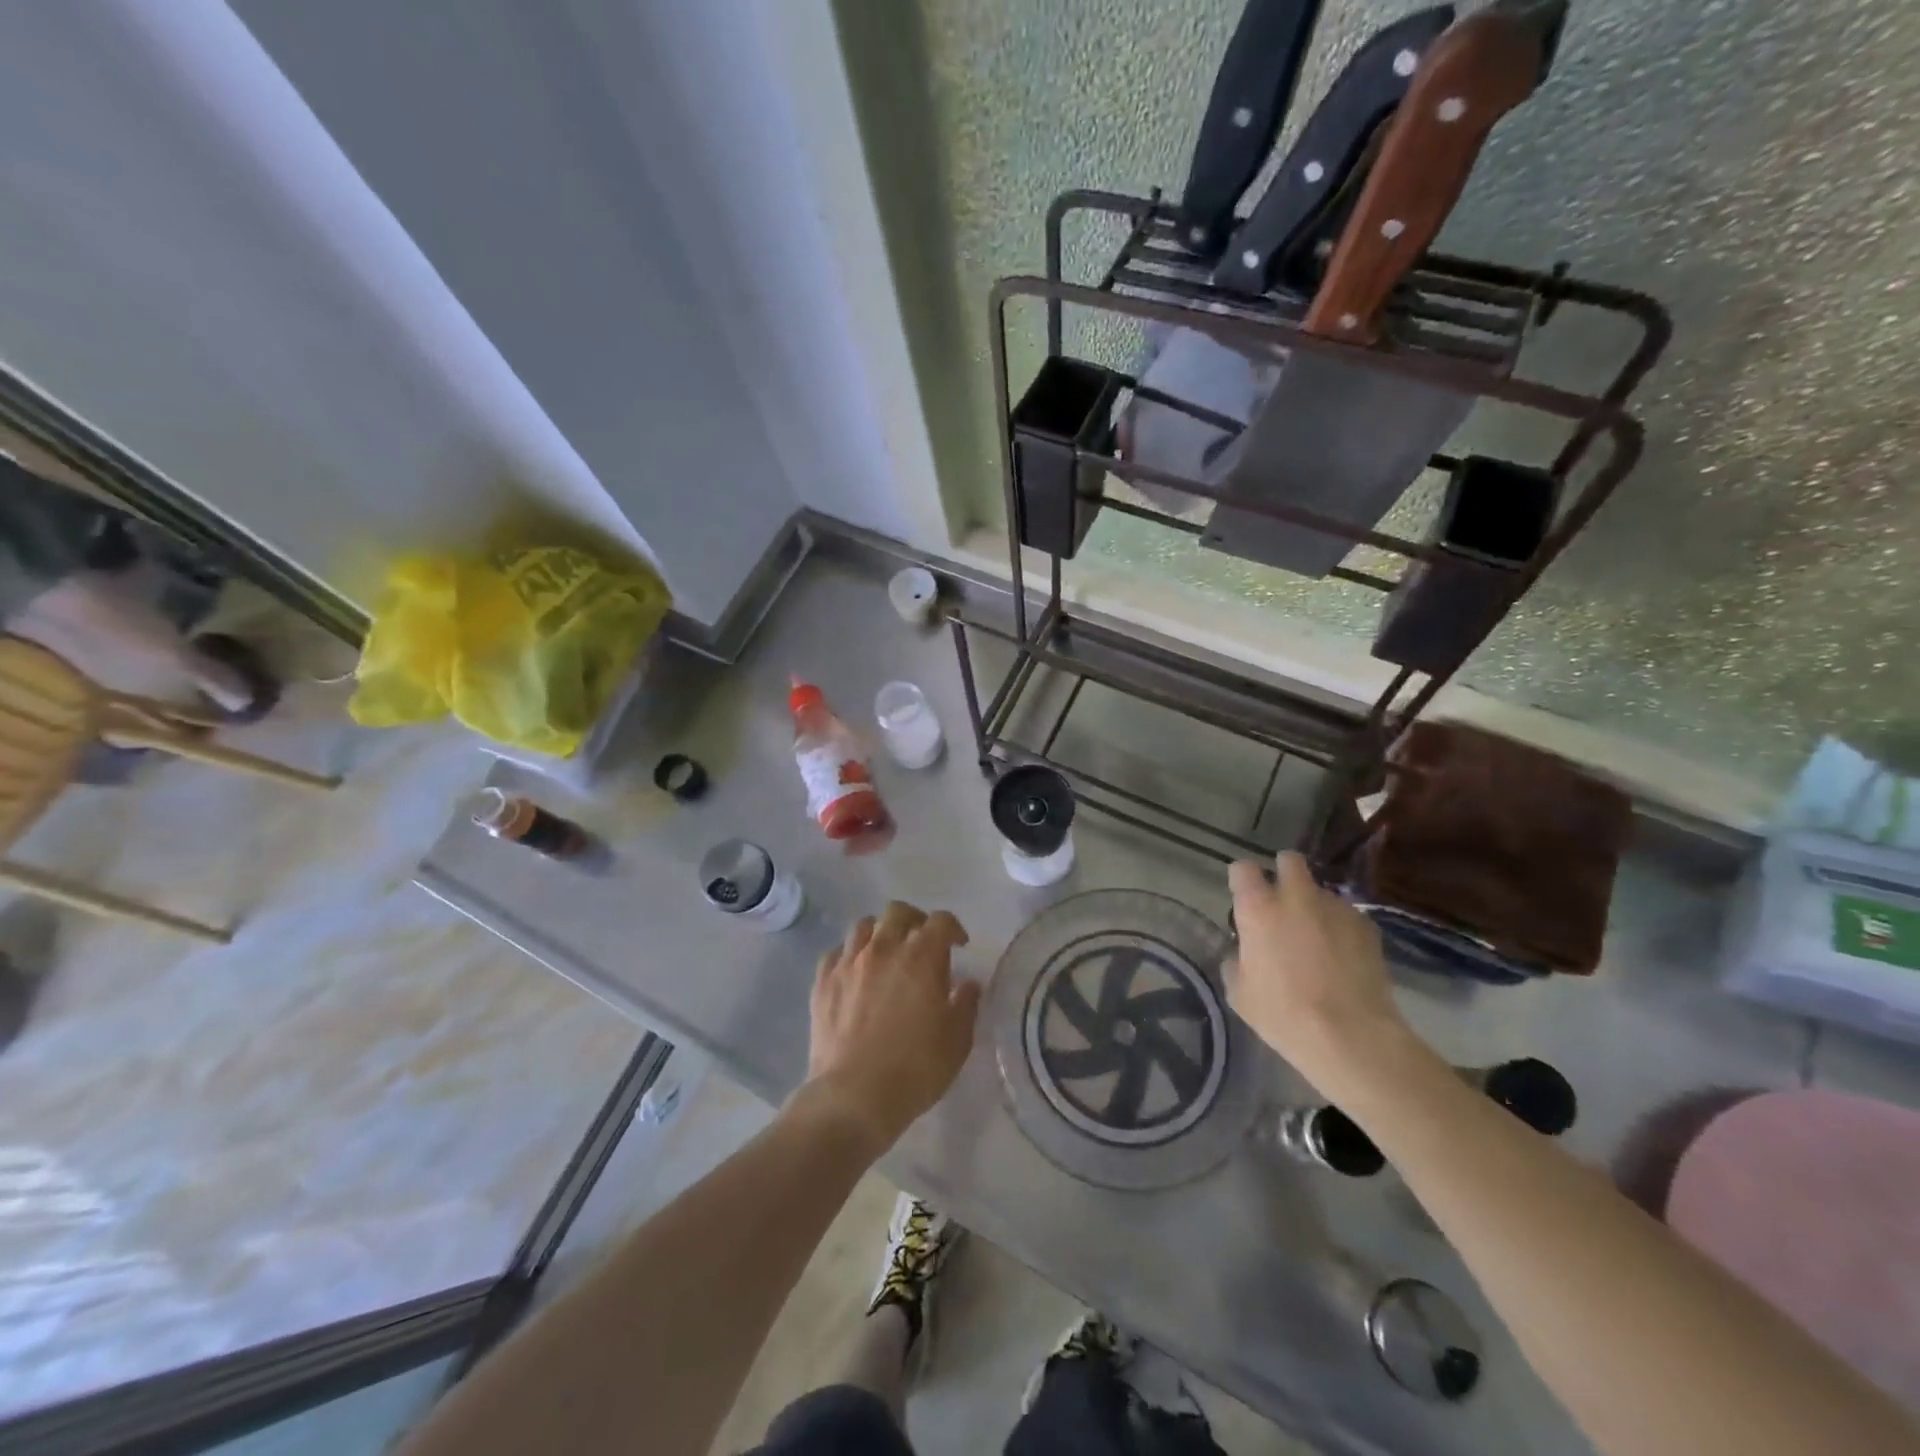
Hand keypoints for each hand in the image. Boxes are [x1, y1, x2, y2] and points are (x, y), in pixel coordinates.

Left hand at [803, 901, 981, 1155]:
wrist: (854, 1095)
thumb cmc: (915, 1069)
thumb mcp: (957, 1041)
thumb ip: (966, 1004)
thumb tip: (968, 984)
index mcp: (922, 956)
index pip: (940, 921)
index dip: (953, 928)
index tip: (958, 945)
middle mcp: (884, 947)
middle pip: (898, 912)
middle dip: (914, 920)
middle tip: (921, 942)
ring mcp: (849, 962)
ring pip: (863, 925)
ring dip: (879, 932)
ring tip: (885, 953)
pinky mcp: (823, 980)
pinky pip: (836, 952)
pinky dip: (849, 955)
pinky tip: (854, 973)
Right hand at [1225, 852, 1408, 1096]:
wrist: (1351, 1037)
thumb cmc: (1283, 1014)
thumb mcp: (1240, 992)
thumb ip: (1237, 959)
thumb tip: (1244, 950)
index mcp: (1258, 908)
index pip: (1242, 868)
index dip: (1242, 880)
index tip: (1244, 896)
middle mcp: (1296, 897)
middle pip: (1289, 861)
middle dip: (1284, 873)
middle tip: (1282, 901)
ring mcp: (1336, 908)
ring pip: (1321, 891)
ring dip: (1314, 905)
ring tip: (1317, 937)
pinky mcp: (1367, 927)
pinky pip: (1347, 916)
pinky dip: (1340, 927)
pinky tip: (1342, 956)